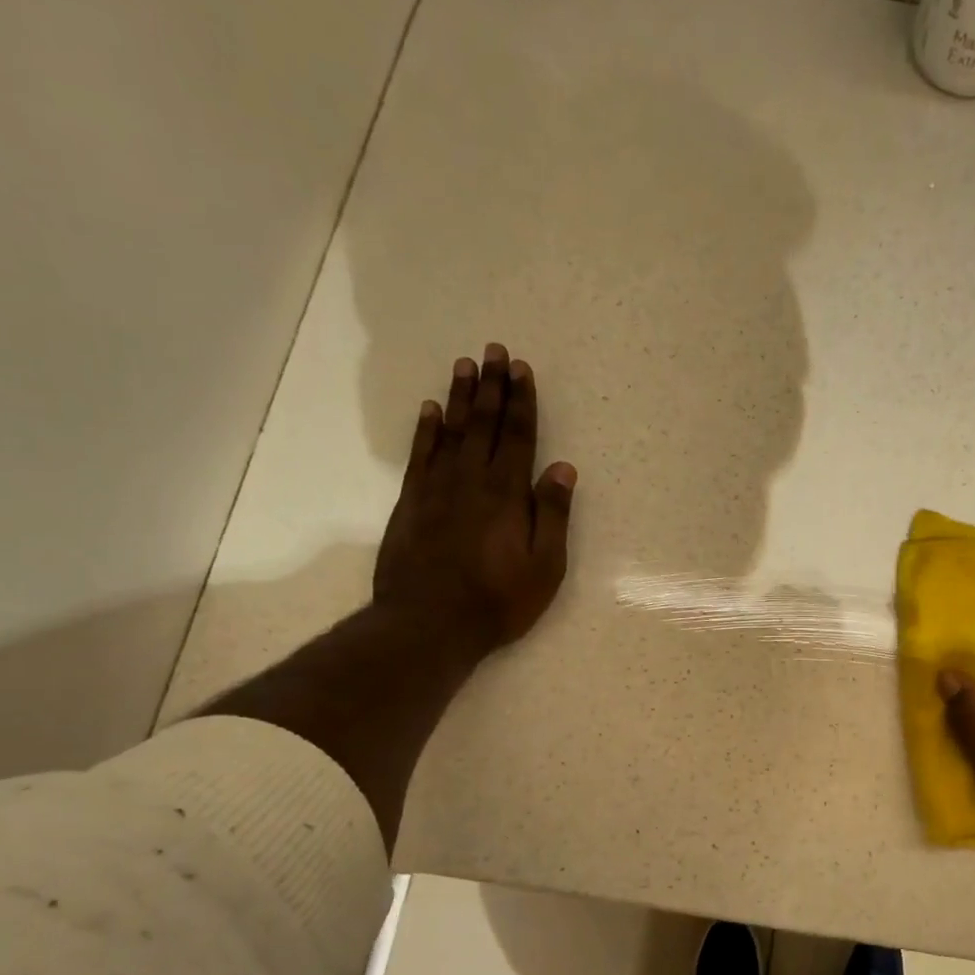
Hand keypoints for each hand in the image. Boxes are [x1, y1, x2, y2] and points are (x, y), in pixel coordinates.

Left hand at [373, 342, 575, 656]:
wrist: (429, 623)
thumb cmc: (498, 600)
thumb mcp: (545, 566)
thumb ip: (553, 515)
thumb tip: (563, 468)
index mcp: (508, 494)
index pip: (518, 437)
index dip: (522, 402)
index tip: (522, 370)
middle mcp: (471, 480)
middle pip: (484, 424)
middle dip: (492, 386)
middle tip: (494, 351)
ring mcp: (437, 489)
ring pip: (450, 431)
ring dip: (459, 397)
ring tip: (465, 365)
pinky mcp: (411, 503)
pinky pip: (420, 455)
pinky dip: (426, 430)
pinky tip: (430, 410)